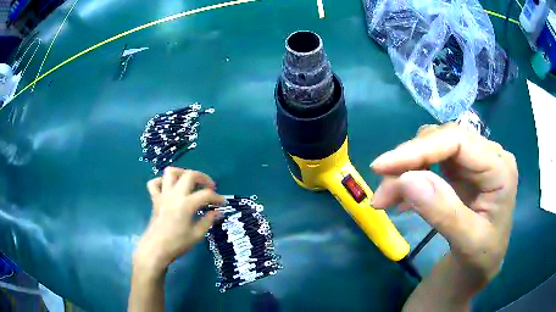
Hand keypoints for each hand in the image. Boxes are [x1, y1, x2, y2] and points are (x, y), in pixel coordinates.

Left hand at [134, 167, 224, 272]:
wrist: (155, 249)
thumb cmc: (177, 244)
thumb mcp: (196, 235)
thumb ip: (208, 221)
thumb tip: (218, 212)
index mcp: (186, 204)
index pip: (206, 194)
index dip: (217, 197)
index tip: (223, 203)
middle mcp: (174, 194)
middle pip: (190, 175)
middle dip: (203, 178)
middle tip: (209, 187)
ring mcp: (163, 195)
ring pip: (170, 172)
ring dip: (182, 173)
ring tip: (189, 182)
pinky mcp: (154, 199)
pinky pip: (154, 183)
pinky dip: (162, 182)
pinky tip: (169, 189)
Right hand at [370, 123, 517, 292]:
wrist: (480, 268)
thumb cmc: (481, 260)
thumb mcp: (468, 244)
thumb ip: (444, 213)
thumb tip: (407, 179)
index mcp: (500, 168)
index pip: (457, 141)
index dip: (418, 149)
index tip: (380, 167)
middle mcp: (488, 155)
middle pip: (442, 141)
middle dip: (408, 164)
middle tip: (381, 196)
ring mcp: (474, 161)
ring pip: (433, 148)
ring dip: (406, 171)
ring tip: (386, 200)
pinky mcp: (462, 170)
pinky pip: (431, 162)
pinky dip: (411, 178)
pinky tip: (400, 199)